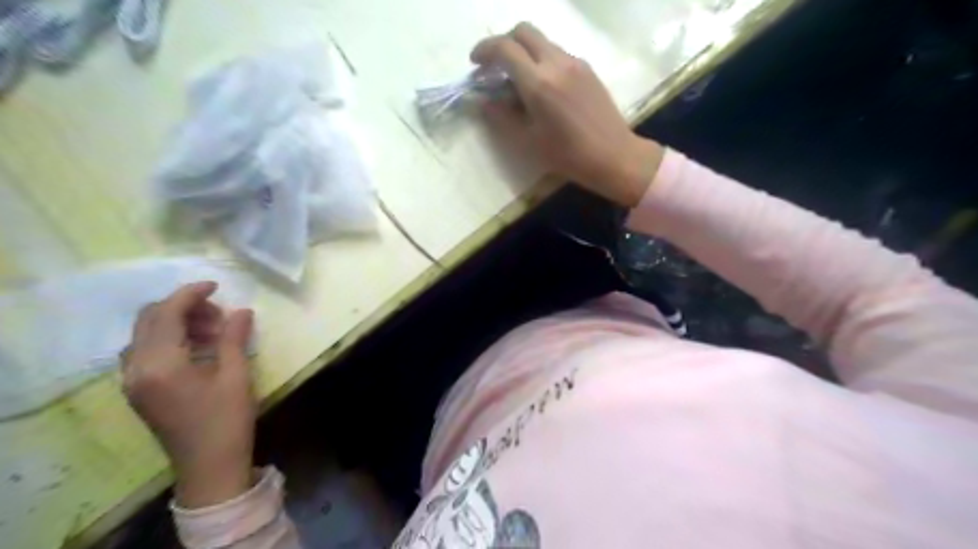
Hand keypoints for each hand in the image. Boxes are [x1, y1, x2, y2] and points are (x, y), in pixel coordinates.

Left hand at [120, 280, 253, 508]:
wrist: (209, 465)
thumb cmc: (227, 419)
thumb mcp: (236, 375)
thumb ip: (233, 338)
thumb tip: (242, 311)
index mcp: (160, 364)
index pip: (166, 314)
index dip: (190, 294)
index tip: (216, 285)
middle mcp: (137, 369)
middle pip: (149, 321)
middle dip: (183, 308)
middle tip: (220, 315)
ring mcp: (133, 382)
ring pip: (145, 335)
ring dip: (176, 323)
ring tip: (214, 332)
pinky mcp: (139, 391)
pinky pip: (145, 352)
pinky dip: (169, 340)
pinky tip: (198, 348)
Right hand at [471, 22, 664, 207]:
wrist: (613, 155)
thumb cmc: (567, 155)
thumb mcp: (527, 140)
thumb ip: (501, 116)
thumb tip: (482, 100)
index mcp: (538, 83)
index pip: (504, 48)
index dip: (484, 50)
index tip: (475, 64)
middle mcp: (556, 63)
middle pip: (524, 31)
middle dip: (503, 42)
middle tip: (494, 66)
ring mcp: (575, 63)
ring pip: (542, 41)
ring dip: (524, 51)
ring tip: (518, 80)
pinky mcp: (587, 69)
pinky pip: (558, 53)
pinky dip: (542, 60)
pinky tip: (543, 87)